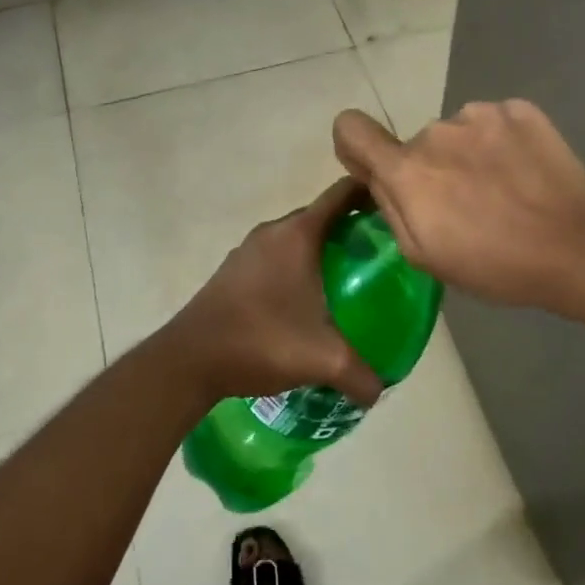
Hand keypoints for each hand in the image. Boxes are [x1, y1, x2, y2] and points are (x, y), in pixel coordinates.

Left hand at [157, 179, 382, 408]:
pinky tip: (306, 300)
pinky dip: (297, 265)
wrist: (189, 359)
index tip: (395, 208)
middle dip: (351, 227)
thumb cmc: (261, 341)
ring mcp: (249, 250)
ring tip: (349, 277)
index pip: (342, 194)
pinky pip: (276, 255)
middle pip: (321, 215)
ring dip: (321, 248)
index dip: (371, 193)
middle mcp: (273, 232)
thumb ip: (361, 375)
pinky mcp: (233, 270)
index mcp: (298, 235)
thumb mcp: (322, 359)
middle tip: (380, 253)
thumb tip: (380, 391)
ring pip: (296, 237)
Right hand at [332, 99, 584, 308]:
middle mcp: (436, 131)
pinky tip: (524, 174)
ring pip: (458, 133)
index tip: (376, 169)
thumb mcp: (424, 255)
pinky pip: (494, 123)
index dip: (355, 146)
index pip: (351, 128)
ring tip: (503, 191)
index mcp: (407, 169)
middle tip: (467, 206)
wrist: (577, 246)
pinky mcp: (520, 109)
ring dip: (468, 155)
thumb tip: (377, 177)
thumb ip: (390, 207)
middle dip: (431, 169)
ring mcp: (482, 114)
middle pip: (417, 144)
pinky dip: (501, 143)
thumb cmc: (494, 264)